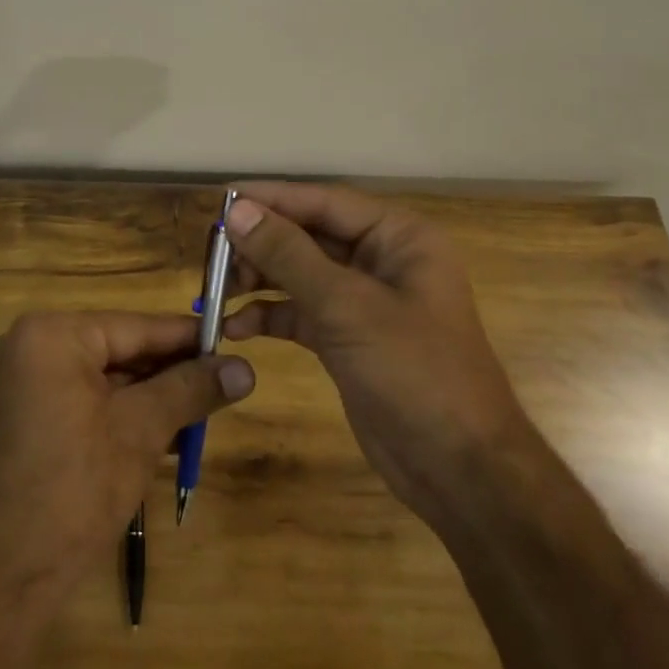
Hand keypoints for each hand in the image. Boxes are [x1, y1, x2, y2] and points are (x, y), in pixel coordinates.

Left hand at [0, 312, 254, 599]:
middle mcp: (27, 346)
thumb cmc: (74, 492)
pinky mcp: (19, 415)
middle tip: (221, 385)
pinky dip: (117, 412)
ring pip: (102, 377)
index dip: (188, 338)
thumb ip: (191, 390)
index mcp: (50, 335)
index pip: (136, 327)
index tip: (230, 343)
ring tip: (200, 413)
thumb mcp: (141, 432)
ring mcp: (18, 381)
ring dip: (148, 396)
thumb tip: (245, 368)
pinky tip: (161, 432)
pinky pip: (80, 398)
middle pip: (117, 349)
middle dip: (169, 372)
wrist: (3, 576)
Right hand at [220, 182, 522, 528]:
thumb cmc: (414, 371)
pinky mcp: (347, 338)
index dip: (271, 199)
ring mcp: (363, 302)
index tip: (220, 200)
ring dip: (258, 281)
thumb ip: (288, 254)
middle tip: (210, 255)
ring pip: (298, 275)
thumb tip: (236, 210)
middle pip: (307, 237)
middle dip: (259, 245)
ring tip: (215, 292)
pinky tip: (236, 328)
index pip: (324, 202)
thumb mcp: (346, 306)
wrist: (458, 469)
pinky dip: (268, 316)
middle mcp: (381, 260)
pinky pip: (299, 313)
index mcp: (398, 237)